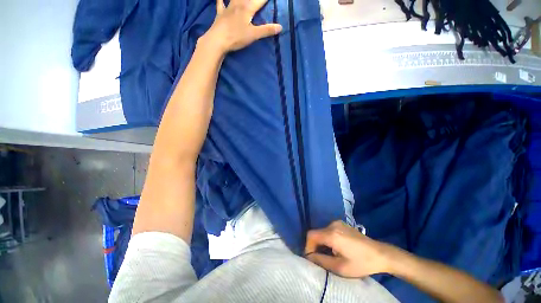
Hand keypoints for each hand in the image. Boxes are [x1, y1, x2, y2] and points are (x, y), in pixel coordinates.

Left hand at [202, 0, 282, 53]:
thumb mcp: (253, 35)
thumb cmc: (236, 37)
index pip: (260, 0)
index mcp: (247, 8)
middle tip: (258, 0)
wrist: (218, 40)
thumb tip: (280, 27)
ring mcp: (228, 7)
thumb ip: (266, 30)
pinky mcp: (220, 13)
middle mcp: (238, 4)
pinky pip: (220, 3)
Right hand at [305, 221, 392, 277]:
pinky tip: (336, 248)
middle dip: (315, 246)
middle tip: (321, 259)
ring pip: (322, 232)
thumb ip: (321, 261)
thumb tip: (308, 257)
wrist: (380, 254)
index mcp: (332, 234)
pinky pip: (329, 230)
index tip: (312, 258)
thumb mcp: (340, 267)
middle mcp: (333, 225)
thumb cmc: (361, 263)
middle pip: (317, 233)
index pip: (311, 235)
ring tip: (330, 254)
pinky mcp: (342, 224)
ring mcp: (338, 223)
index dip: (308, 246)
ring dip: (322, 242)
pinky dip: (328, 238)